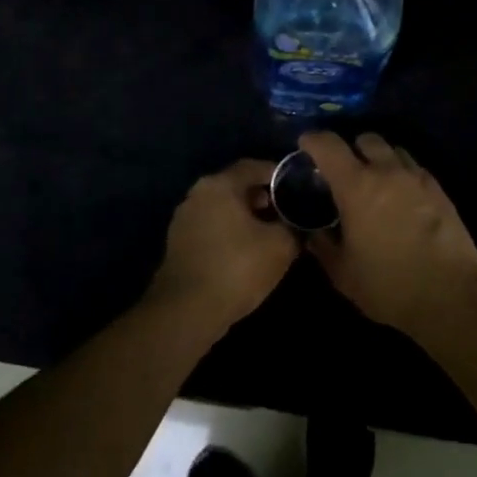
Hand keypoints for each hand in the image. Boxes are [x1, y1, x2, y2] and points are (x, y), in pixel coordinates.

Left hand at [147, 159, 299, 331]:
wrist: (187, 310)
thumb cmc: (237, 268)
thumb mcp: (280, 246)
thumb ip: (293, 226)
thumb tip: (298, 223)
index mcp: (219, 184)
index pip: (254, 166)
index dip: (278, 175)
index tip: (297, 188)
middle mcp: (197, 193)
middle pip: (236, 185)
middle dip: (263, 197)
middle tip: (285, 212)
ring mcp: (184, 217)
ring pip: (222, 207)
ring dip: (245, 215)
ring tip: (269, 234)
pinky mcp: (178, 242)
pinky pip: (211, 225)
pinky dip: (229, 231)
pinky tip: (245, 251)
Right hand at [302, 132, 476, 337]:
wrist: (453, 296)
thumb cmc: (389, 285)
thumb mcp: (343, 274)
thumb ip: (322, 247)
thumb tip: (312, 233)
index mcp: (356, 185)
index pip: (328, 145)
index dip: (313, 140)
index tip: (304, 145)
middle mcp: (386, 171)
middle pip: (366, 138)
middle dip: (351, 147)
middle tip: (344, 170)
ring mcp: (417, 178)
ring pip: (393, 149)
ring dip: (379, 158)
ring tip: (375, 181)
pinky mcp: (439, 190)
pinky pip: (414, 168)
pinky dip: (402, 173)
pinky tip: (401, 197)